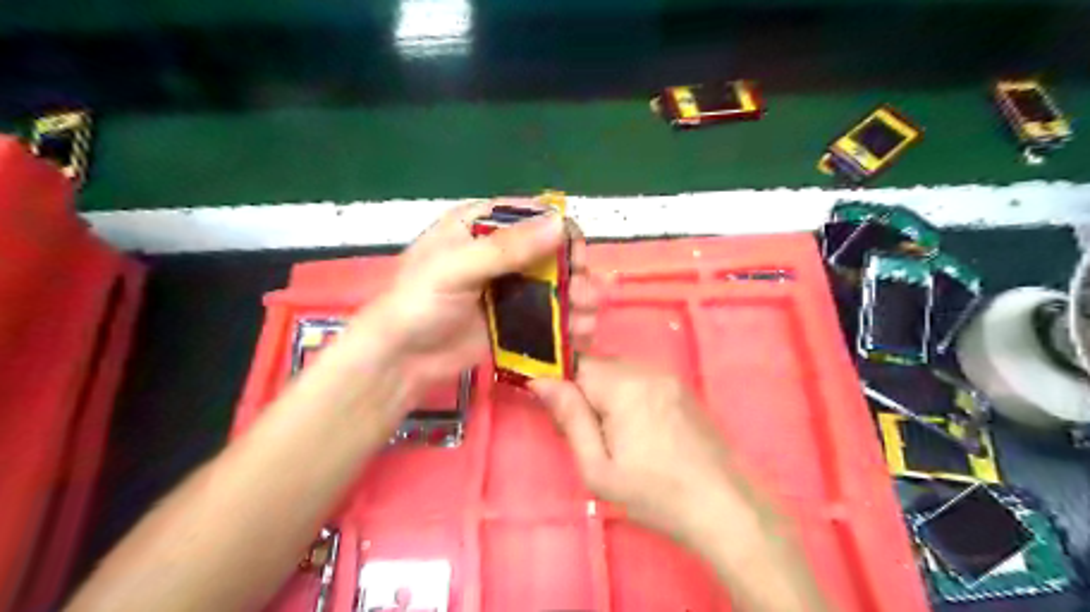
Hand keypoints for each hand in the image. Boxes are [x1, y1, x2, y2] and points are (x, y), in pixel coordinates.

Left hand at [371, 196, 600, 391]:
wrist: (400, 359)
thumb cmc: (418, 303)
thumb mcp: (456, 268)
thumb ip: (507, 248)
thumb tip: (560, 224)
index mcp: (481, 226)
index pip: (532, 216)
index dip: (559, 230)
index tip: (576, 256)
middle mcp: (500, 252)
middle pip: (551, 252)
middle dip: (574, 271)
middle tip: (582, 293)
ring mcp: (509, 288)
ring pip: (556, 285)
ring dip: (578, 299)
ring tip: (584, 320)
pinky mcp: (514, 320)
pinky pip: (548, 315)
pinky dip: (567, 324)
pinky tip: (580, 335)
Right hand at [533, 357, 832, 608]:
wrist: (724, 507)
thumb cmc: (654, 494)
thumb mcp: (598, 469)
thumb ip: (569, 418)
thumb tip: (541, 381)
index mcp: (624, 387)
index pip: (577, 364)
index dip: (562, 384)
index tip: (561, 415)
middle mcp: (647, 370)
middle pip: (599, 365)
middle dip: (585, 390)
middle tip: (591, 434)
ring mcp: (669, 376)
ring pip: (620, 370)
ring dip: (608, 392)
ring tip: (617, 435)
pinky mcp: (682, 387)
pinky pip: (642, 378)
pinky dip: (629, 394)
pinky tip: (640, 429)